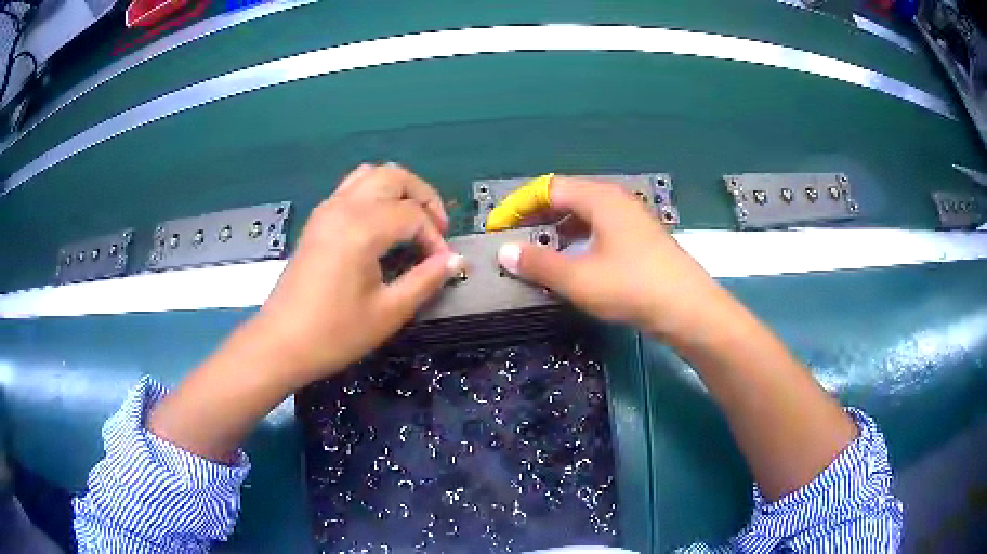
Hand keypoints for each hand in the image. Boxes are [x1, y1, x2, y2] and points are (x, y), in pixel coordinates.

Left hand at [254, 163, 463, 387]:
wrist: (281, 343)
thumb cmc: (334, 334)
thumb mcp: (388, 312)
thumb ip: (426, 280)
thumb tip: (456, 261)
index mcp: (362, 229)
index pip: (413, 215)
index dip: (435, 237)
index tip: (442, 265)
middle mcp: (344, 207)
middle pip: (395, 176)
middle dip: (423, 197)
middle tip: (436, 230)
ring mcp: (327, 210)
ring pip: (371, 174)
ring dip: (399, 190)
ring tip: (411, 222)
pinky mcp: (318, 220)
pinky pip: (352, 187)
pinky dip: (375, 194)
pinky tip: (382, 226)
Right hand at [496, 176, 720, 339]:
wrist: (689, 309)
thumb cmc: (633, 288)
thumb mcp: (579, 279)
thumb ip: (539, 263)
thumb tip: (504, 252)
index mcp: (599, 198)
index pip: (548, 188)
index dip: (519, 205)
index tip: (497, 227)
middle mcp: (615, 200)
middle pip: (566, 197)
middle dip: (536, 216)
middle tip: (513, 238)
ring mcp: (631, 219)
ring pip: (584, 214)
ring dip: (557, 228)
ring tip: (538, 251)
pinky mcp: (640, 239)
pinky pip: (599, 229)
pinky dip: (578, 239)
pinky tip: (572, 261)